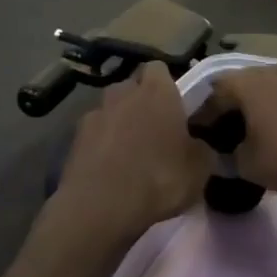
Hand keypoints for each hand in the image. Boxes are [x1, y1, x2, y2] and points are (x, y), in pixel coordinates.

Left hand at [51, 65, 210, 247]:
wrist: (99, 208)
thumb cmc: (158, 179)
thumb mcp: (199, 169)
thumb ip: (203, 149)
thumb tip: (199, 145)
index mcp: (157, 91)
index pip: (159, 69)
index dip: (167, 84)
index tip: (176, 106)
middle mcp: (123, 93)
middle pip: (132, 87)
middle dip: (141, 102)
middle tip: (155, 129)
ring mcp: (94, 114)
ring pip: (111, 110)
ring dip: (119, 123)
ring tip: (129, 152)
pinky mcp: (74, 140)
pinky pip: (94, 134)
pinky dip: (101, 145)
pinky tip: (109, 169)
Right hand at [200, 64, 276, 192]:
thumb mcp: (248, 165)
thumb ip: (226, 160)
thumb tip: (219, 158)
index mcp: (240, 83)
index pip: (209, 102)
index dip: (201, 125)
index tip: (198, 145)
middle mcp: (261, 69)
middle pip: (233, 90)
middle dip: (225, 113)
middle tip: (221, 139)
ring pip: (258, 90)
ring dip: (250, 109)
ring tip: (247, 135)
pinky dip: (271, 110)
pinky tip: (274, 130)